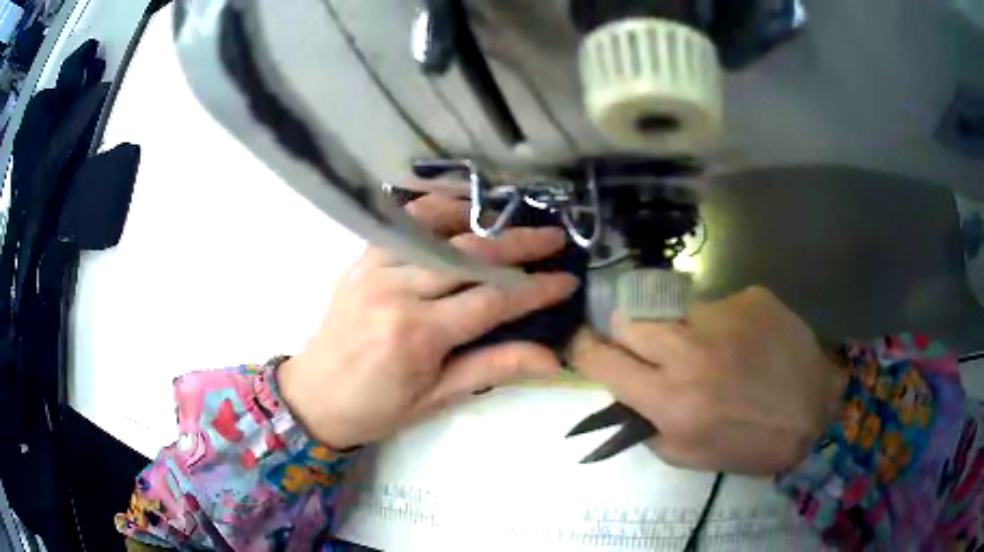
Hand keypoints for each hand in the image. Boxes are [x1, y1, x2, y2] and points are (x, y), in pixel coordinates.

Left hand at [278, 195, 579, 448]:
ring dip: (485, 223)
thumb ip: (493, 368)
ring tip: (517, 222)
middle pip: (472, 257)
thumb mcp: (437, 398)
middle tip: (556, 239)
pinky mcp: (362, 260)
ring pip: (440, 232)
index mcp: (418, 334)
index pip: (492, 300)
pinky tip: (462, 208)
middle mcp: (398, 290)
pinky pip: (403, 224)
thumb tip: (552, 357)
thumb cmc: (377, 408)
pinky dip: (435, 209)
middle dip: (521, 245)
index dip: (536, 289)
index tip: (568, 281)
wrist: (313, 397)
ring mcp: (376, 268)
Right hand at [570, 287, 845, 474]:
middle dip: (629, 336)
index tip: (584, 346)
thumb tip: (623, 393)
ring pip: (670, 310)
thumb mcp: (688, 455)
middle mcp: (691, 353)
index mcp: (671, 401)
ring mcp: (722, 317)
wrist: (814, 410)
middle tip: (650, 350)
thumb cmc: (750, 443)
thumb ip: (646, 425)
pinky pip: (715, 305)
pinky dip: (719, 323)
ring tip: (708, 349)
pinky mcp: (749, 296)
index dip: (585, 350)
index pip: (602, 360)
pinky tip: (744, 342)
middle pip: (628, 320)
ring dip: (676, 329)